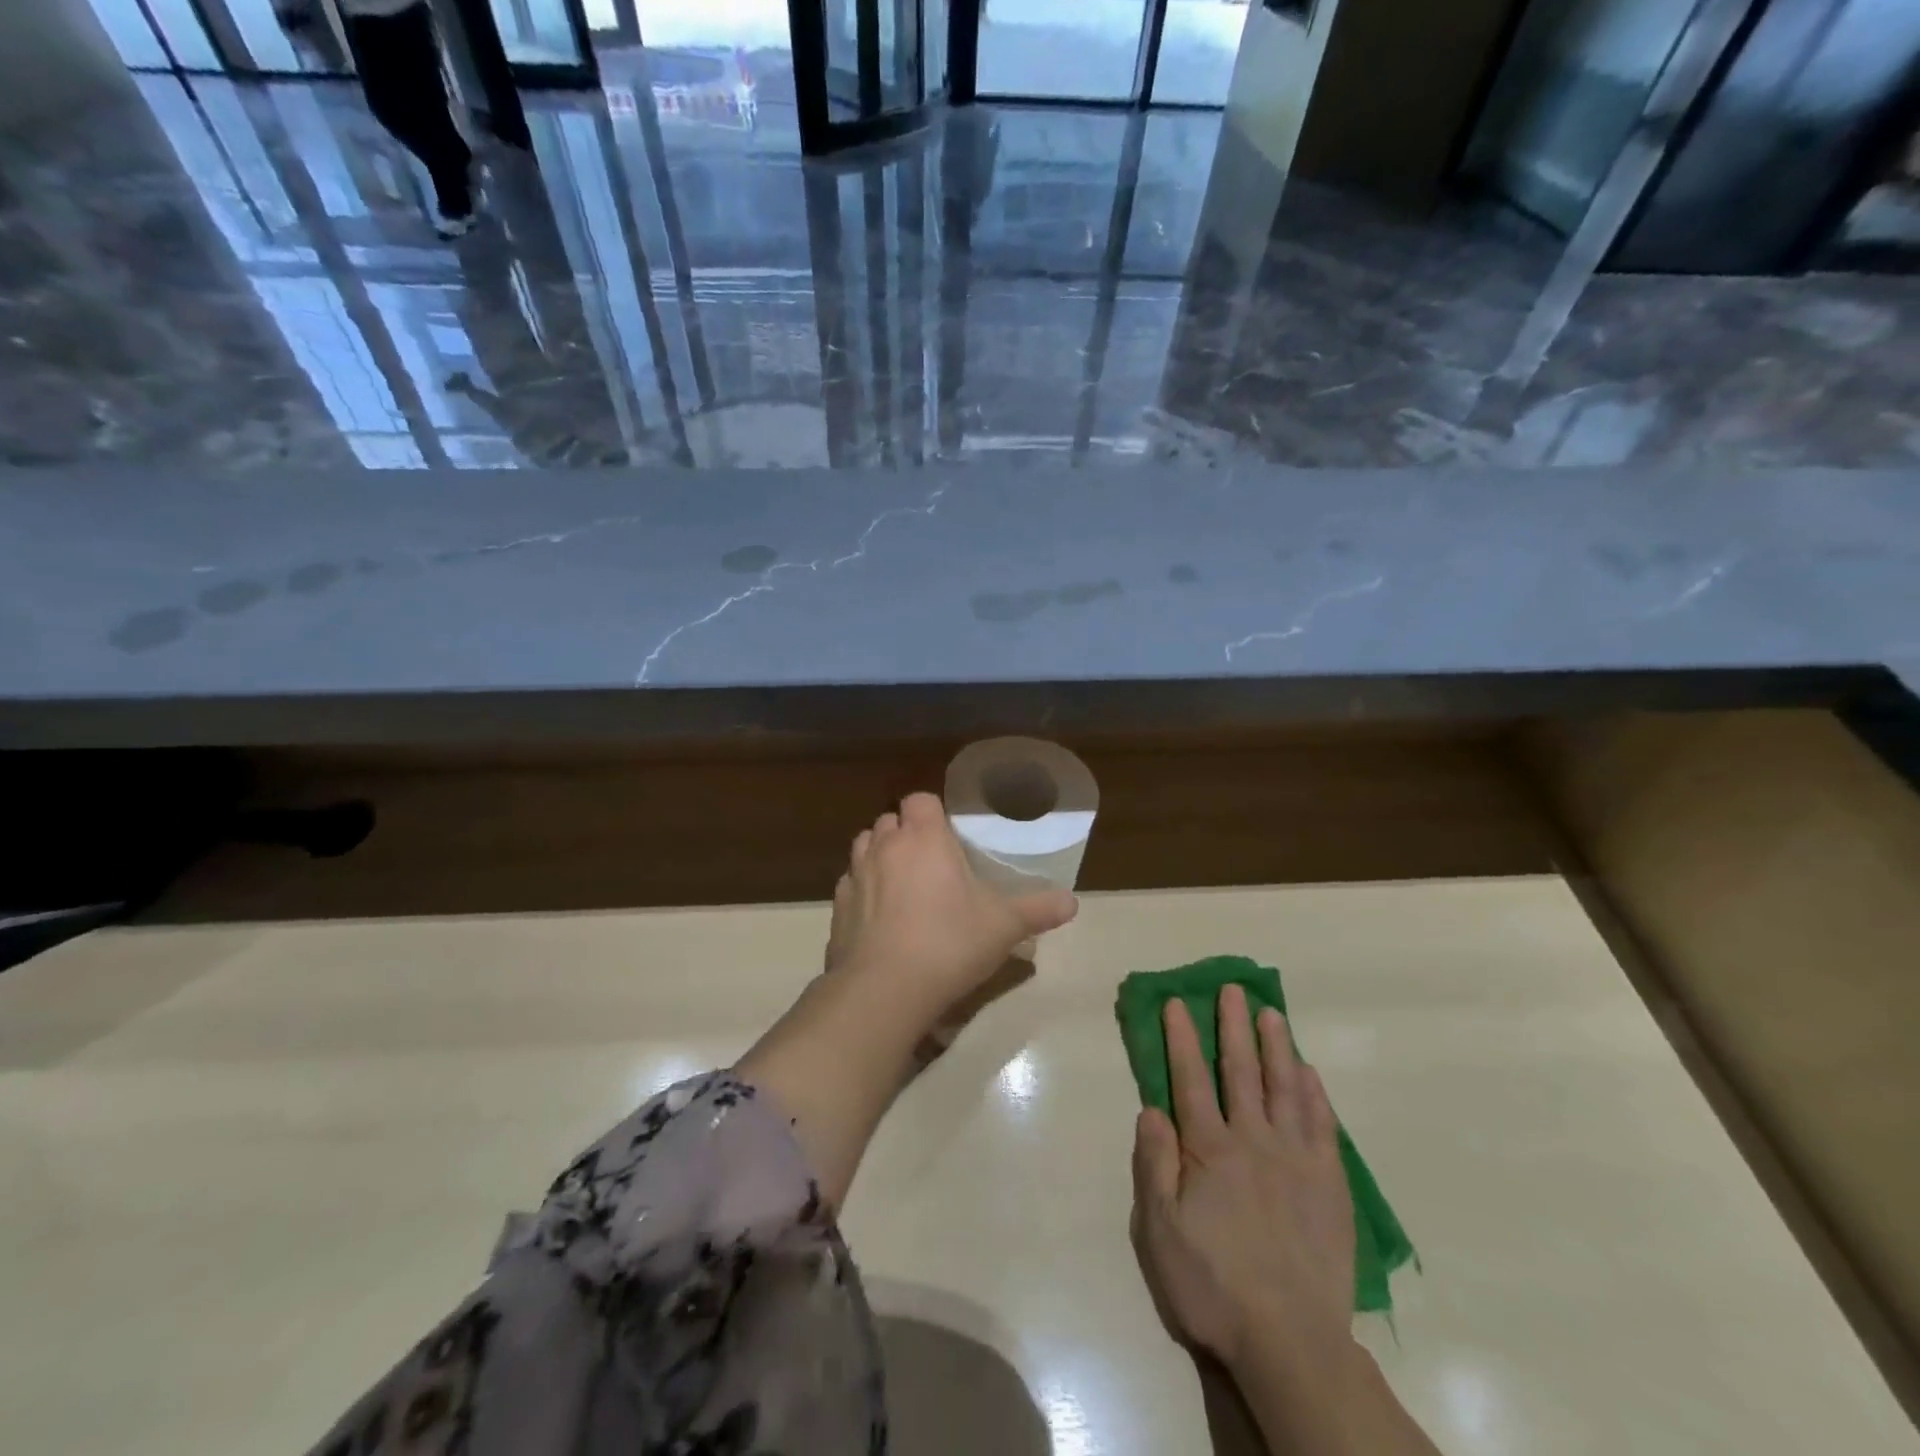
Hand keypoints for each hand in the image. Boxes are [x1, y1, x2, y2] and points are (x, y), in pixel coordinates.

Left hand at [826, 792, 1077, 1021]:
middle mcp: (884, 846)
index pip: (920, 799)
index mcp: (924, 838)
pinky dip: (862, 892)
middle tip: (931, 864)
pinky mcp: (836, 908)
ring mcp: (854, 876)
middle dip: (907, 833)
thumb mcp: (1004, 926)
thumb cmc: (949, 943)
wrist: (884, 990)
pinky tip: (879, 919)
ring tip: (903, 886)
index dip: (933, 813)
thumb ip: (1038, 909)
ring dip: (881, 857)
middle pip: (890, 821)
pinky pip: (849, 886)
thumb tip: (1072, 902)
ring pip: (864, 848)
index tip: (949, 836)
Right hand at [1131, 986, 1356, 1368]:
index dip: (1182, 1038)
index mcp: (1209, 1150)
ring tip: (1270, 1012)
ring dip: (1275, 1046)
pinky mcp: (1330, 1185)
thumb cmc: (1213, 1286)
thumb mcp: (1160, 1231)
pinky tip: (1309, 1073)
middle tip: (1232, 988)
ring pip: (1284, 1088)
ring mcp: (1296, 1160)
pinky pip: (1322, 1126)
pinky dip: (1315, 1094)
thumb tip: (1151, 1108)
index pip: (1190, 1079)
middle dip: (1233, 1026)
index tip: (1178, 1002)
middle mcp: (1253, 1141)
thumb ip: (1155, 1165)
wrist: (1291, 1343)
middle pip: (1241, 1071)